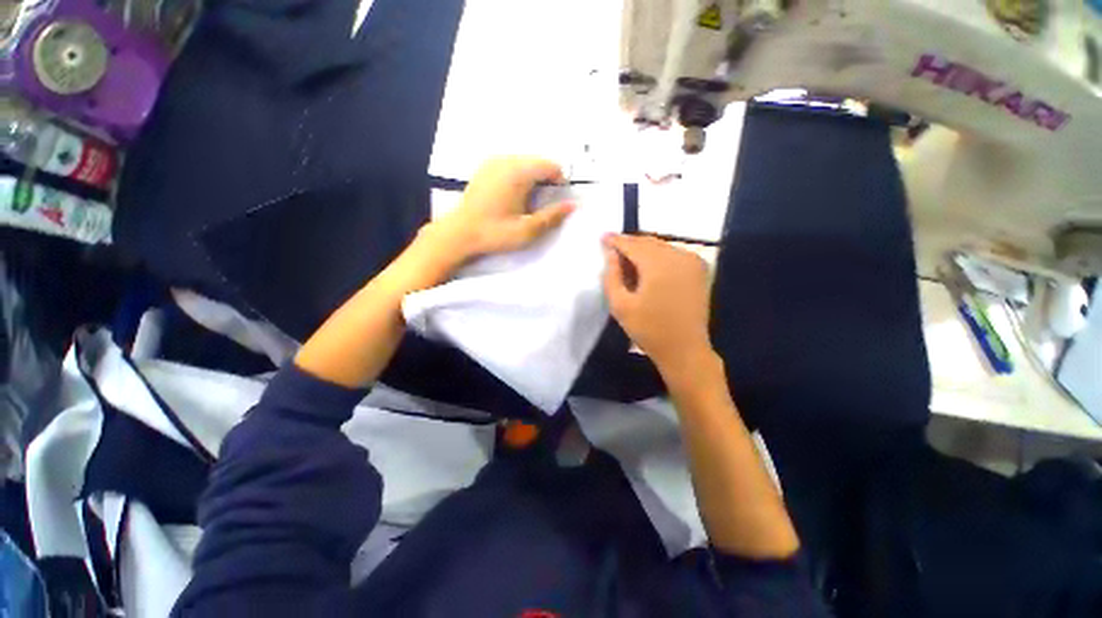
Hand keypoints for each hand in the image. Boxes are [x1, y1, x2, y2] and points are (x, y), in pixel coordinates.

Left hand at [420, 156, 574, 268]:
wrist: (458, 233)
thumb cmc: (492, 232)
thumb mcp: (527, 230)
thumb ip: (552, 216)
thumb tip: (572, 205)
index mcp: (519, 172)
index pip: (551, 166)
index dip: (558, 181)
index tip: (554, 199)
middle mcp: (507, 161)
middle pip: (538, 161)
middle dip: (545, 178)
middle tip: (540, 202)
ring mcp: (493, 162)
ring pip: (525, 161)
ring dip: (531, 176)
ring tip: (526, 199)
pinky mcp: (485, 167)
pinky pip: (510, 164)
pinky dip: (517, 174)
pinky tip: (511, 194)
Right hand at [602, 234, 713, 374]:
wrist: (686, 349)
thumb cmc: (650, 330)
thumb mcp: (621, 306)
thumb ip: (611, 276)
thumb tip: (611, 253)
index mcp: (657, 263)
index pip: (632, 244)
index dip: (616, 240)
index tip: (603, 238)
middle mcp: (677, 255)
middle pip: (648, 242)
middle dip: (631, 244)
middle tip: (615, 251)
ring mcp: (691, 261)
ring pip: (662, 247)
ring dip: (646, 250)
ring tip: (631, 262)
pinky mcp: (700, 269)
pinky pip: (675, 254)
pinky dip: (662, 256)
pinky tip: (652, 269)